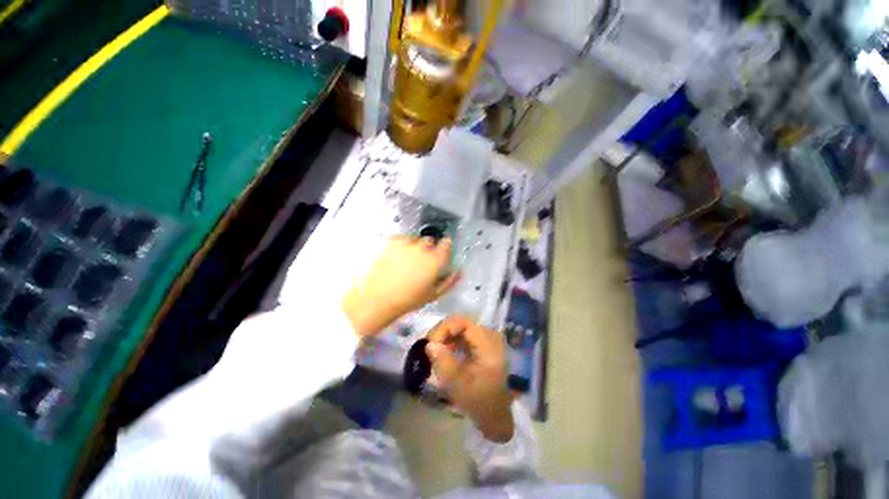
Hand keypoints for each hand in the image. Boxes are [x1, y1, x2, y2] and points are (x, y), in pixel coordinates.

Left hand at [343, 236, 459, 336]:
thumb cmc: (408, 300)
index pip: (447, 244)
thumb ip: (450, 281)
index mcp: (435, 260)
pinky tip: (396, 256)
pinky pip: (401, 238)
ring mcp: (406, 243)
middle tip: (421, 261)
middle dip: (428, 248)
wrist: (376, 299)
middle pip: (430, 240)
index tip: (443, 250)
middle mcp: (423, 248)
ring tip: (406, 259)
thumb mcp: (433, 294)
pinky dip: (401, 243)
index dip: (446, 246)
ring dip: (414, 245)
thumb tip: (459, 271)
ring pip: (415, 238)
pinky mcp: (391, 242)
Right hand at [426, 316, 514, 442]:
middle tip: (430, 347)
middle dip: (443, 332)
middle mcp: (490, 336)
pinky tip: (446, 352)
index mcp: (489, 345)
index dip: (445, 328)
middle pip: (462, 323)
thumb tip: (429, 344)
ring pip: (461, 327)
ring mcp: (488, 338)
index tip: (431, 343)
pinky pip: (464, 334)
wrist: (495, 413)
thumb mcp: (458, 385)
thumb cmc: (478, 401)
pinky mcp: (484, 343)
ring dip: (446, 336)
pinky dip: (452, 340)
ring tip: (436, 351)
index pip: (464, 323)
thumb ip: (443, 363)